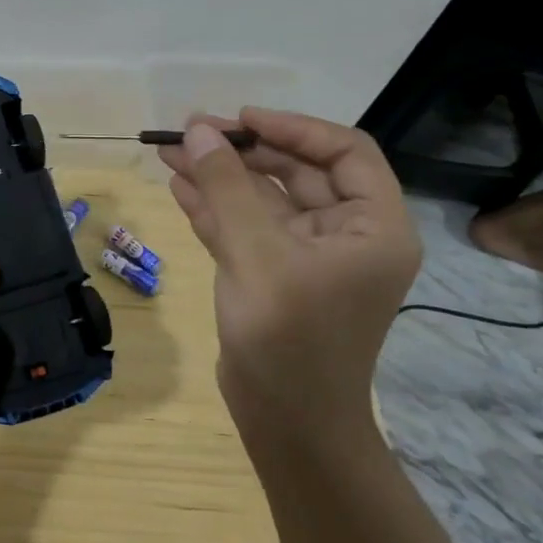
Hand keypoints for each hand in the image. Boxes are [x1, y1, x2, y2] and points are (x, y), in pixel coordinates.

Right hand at [159, 109, 419, 441]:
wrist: (286, 423)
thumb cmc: (289, 338)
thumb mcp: (257, 254)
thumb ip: (227, 187)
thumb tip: (198, 130)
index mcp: (373, 226)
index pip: (343, 153)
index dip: (292, 128)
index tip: (239, 119)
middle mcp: (346, 235)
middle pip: (296, 173)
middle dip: (242, 151)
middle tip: (190, 132)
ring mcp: (306, 256)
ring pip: (263, 200)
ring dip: (220, 176)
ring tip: (170, 152)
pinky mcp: (273, 275)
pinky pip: (245, 227)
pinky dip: (214, 207)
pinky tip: (180, 186)